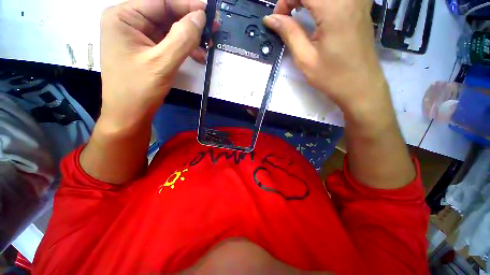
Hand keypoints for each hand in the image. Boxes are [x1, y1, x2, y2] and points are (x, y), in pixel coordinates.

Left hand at [99, 0, 206, 132]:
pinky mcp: (147, 50)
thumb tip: (200, 17)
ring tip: (207, 46)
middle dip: (190, 23)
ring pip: (169, 29)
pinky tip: (197, 55)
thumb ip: (182, 38)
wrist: (130, 113)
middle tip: (212, 30)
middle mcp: (129, 22)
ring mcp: (138, 36)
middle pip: (165, 14)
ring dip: (190, 38)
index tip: (208, 12)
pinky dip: (184, 48)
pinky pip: (168, 43)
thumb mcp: (162, 63)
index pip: (160, 1)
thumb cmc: (139, 88)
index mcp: (124, 17)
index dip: (187, 5)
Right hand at [264, 0, 390, 121]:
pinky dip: (320, 3)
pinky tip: (315, 12)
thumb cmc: (332, 77)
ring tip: (297, 14)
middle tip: (286, 17)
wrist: (361, 86)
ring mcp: (358, 0)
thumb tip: (271, 19)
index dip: (285, 0)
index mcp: (334, 8)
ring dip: (306, 1)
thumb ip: (289, 33)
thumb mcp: (305, 58)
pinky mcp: (361, 6)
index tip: (277, 20)